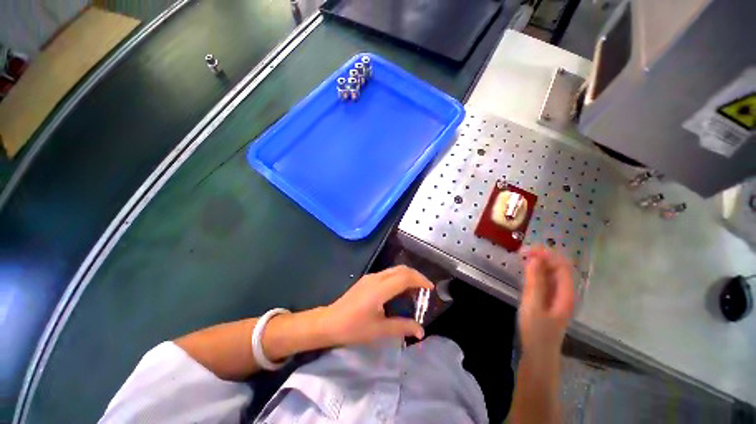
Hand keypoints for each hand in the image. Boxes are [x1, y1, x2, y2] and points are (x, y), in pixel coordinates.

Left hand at [321, 266, 433, 345]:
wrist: (329, 322)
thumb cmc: (353, 327)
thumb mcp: (379, 330)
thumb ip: (402, 327)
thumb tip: (421, 331)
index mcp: (380, 288)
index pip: (405, 277)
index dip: (420, 280)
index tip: (431, 288)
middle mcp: (376, 278)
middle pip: (401, 269)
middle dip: (416, 275)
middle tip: (425, 289)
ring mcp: (370, 277)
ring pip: (394, 270)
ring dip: (407, 276)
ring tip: (415, 290)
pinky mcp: (366, 280)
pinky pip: (387, 274)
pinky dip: (398, 277)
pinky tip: (400, 290)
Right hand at [519, 247, 575, 362]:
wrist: (538, 353)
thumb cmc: (537, 330)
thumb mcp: (534, 305)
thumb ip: (535, 282)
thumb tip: (535, 259)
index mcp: (566, 294)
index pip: (562, 267)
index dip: (548, 255)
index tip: (529, 250)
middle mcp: (564, 293)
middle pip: (558, 269)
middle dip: (543, 257)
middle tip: (523, 252)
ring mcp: (556, 297)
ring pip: (551, 274)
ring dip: (539, 264)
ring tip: (523, 258)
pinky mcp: (548, 301)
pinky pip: (545, 281)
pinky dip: (536, 273)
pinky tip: (527, 271)